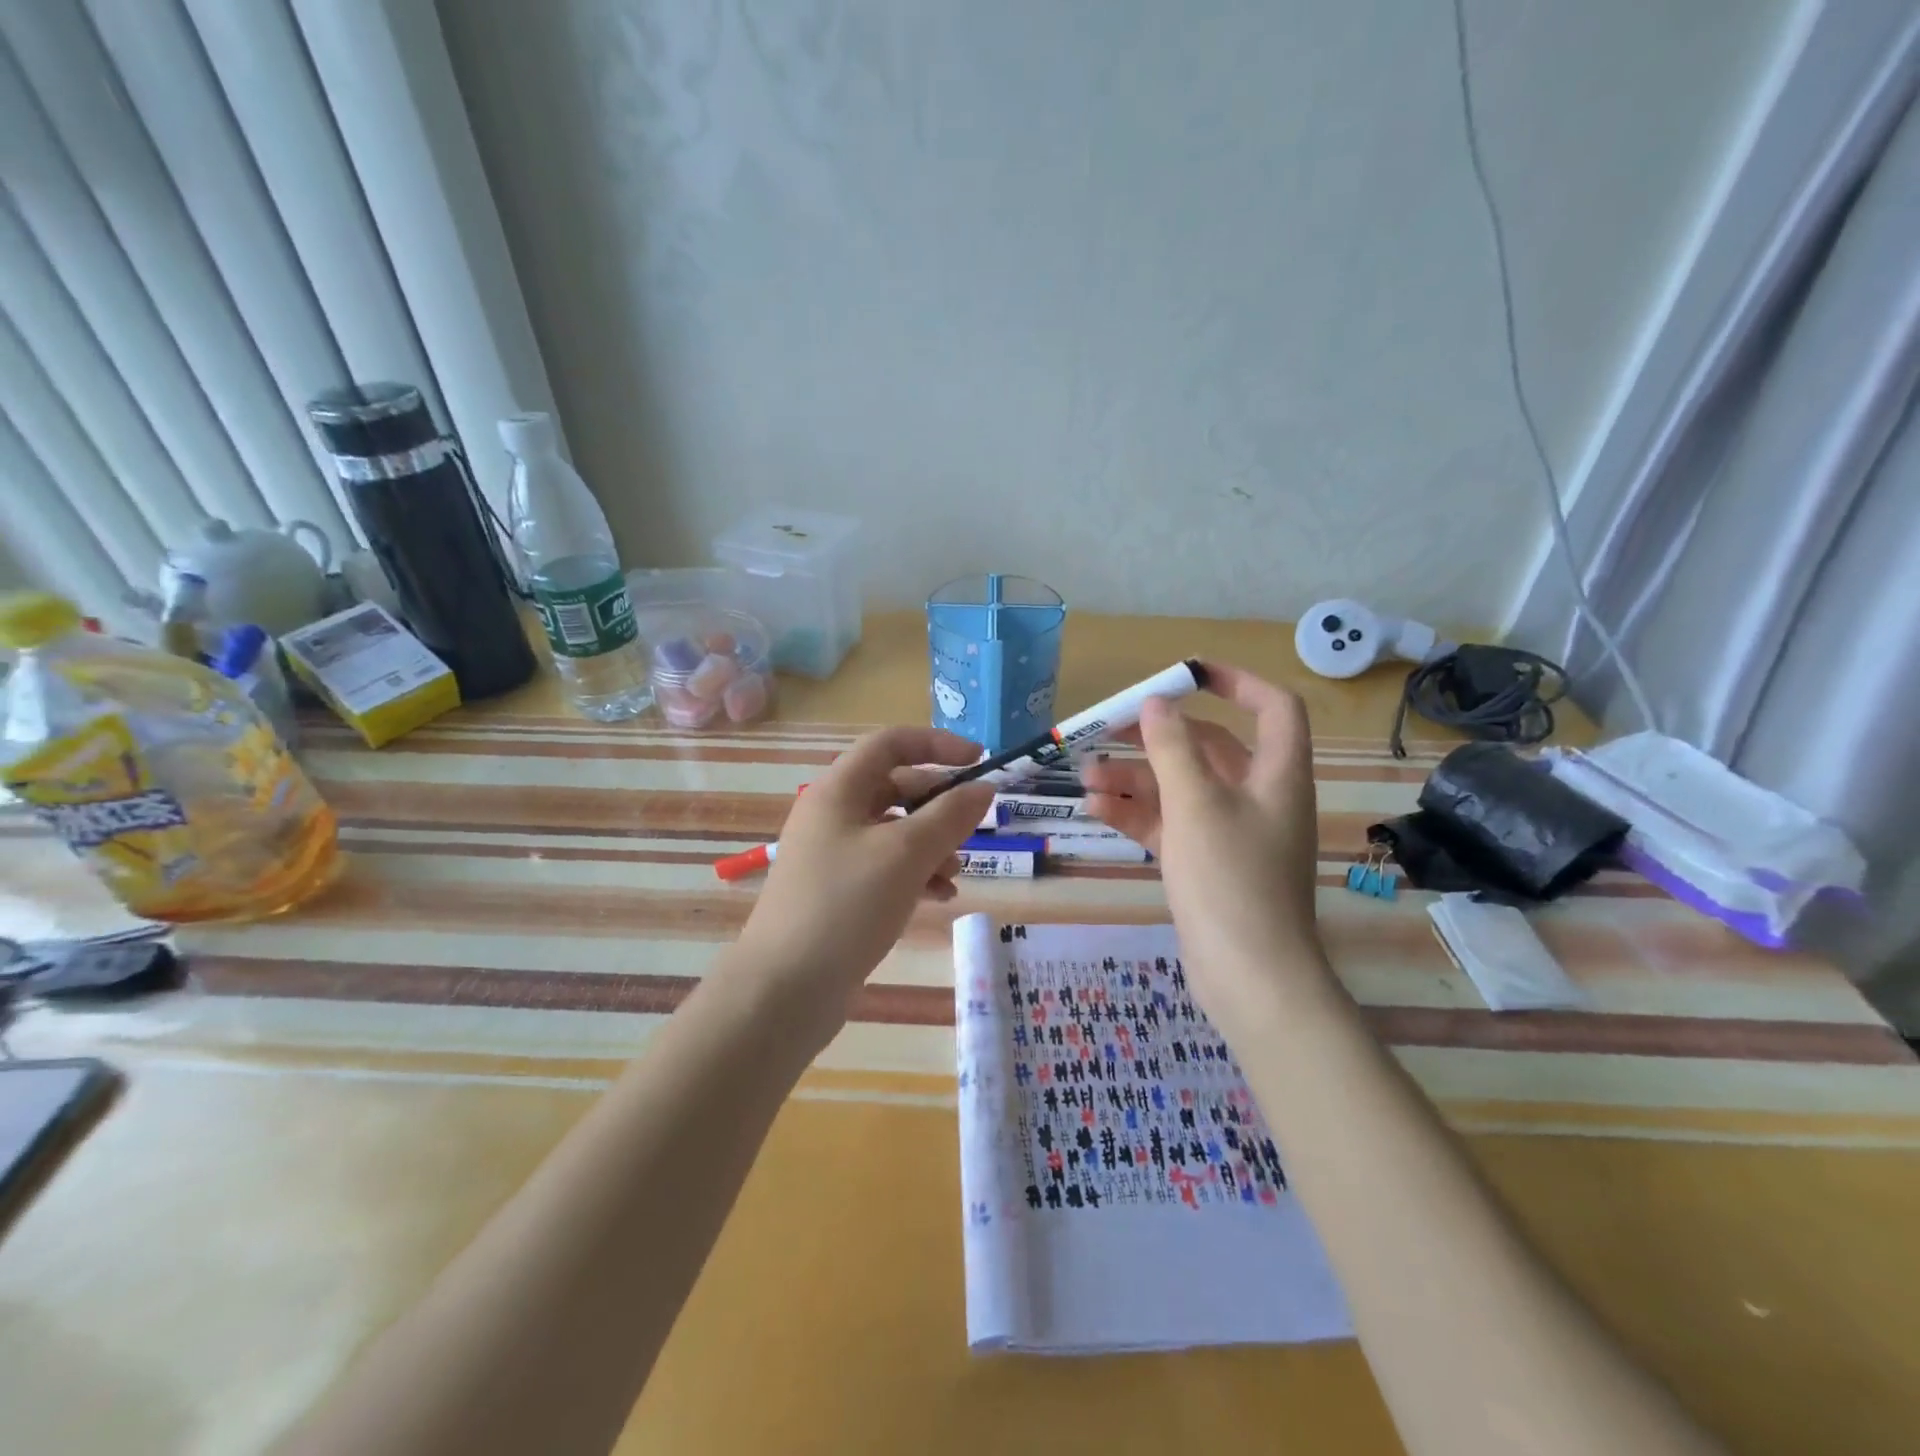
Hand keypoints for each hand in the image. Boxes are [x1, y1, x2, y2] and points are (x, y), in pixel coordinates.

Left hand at [731, 728, 995, 1025]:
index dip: (938, 744)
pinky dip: (914, 873)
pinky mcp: (836, 890)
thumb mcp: (907, 854)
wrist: (784, 989)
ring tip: (955, 873)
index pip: (891, 743)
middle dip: (938, 804)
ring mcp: (831, 854)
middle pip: (894, 786)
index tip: (979, 762)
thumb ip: (950, 815)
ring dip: (930, 843)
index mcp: (838, 790)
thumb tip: (984, 788)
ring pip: (893, 830)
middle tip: (973, 825)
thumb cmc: (846, 906)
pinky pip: (883, 866)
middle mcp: (831, 814)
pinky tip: (939, 896)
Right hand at [1080, 663, 1329, 1020]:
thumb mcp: (1195, 804)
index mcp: (1276, 774)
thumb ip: (1172, 748)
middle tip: (1109, 728)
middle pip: (1209, 748)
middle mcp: (1258, 796)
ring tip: (1086, 776)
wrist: (1250, 977)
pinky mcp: (1207, 863)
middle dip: (1158, 738)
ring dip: (1137, 778)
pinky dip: (1138, 814)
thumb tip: (1157, 703)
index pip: (1273, 708)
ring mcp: (1231, 833)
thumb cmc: (1231, 879)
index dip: (1236, 682)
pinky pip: (1171, 824)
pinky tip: (1097, 810)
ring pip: (1182, 788)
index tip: (1187, 673)